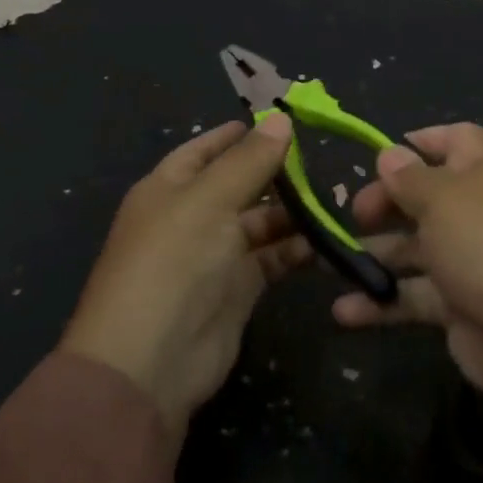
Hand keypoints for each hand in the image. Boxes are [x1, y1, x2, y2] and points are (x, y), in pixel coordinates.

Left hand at [60, 117, 305, 433]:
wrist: (150, 363)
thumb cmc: (173, 262)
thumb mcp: (210, 200)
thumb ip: (250, 160)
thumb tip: (280, 119)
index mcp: (169, 188)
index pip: (206, 150)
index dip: (238, 135)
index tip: (280, 122)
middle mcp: (191, 217)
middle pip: (239, 185)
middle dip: (275, 174)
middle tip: (320, 163)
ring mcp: (215, 255)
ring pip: (259, 223)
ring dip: (291, 213)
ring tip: (331, 201)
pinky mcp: (238, 289)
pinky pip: (271, 258)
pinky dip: (295, 249)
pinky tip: (325, 242)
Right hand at [334, 123, 482, 403]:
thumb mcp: (441, 200)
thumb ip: (408, 177)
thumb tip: (390, 154)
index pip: (458, 139)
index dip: (423, 141)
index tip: (383, 156)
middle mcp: (480, 209)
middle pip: (427, 194)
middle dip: (387, 201)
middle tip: (357, 215)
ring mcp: (470, 258)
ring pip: (416, 246)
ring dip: (376, 254)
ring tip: (333, 262)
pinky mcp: (459, 304)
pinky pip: (415, 293)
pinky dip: (382, 302)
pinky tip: (343, 311)